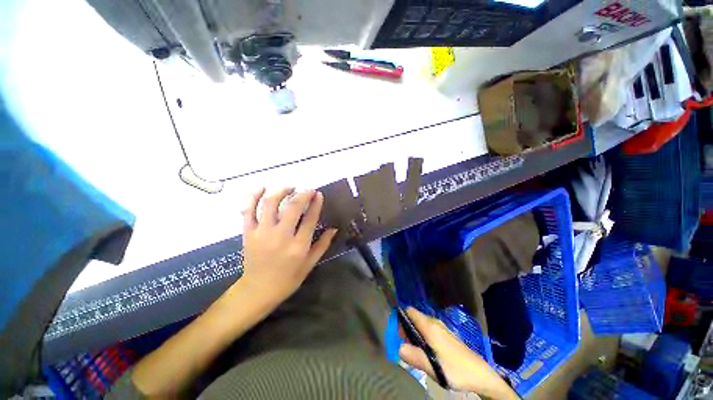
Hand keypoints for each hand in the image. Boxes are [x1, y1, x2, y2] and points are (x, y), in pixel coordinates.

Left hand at [239, 188, 337, 305]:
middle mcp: (281, 236)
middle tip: (308, 190)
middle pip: (292, 207)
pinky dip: (253, 196)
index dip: (316, 203)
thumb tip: (334, 228)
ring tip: (289, 188)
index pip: (310, 218)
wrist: (257, 291)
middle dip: (303, 194)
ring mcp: (262, 233)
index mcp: (298, 246)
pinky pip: (248, 210)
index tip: (318, 194)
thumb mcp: (310, 264)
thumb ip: (323, 245)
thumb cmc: (288, 279)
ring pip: (269, 204)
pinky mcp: (248, 233)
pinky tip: (261, 187)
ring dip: (280, 191)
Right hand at [399, 308, 518, 398]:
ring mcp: (441, 328)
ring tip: (413, 351)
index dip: (400, 318)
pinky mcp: (445, 335)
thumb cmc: (455, 369)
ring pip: (421, 325)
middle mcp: (434, 322)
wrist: (480, 374)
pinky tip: (425, 352)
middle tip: (403, 345)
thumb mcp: (432, 366)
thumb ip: (413, 356)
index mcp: (429, 326)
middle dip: (405, 329)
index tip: (396, 332)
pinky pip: (427, 330)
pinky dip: (422, 337)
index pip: (409, 311)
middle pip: (414, 318)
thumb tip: (398, 348)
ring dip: (413, 335)